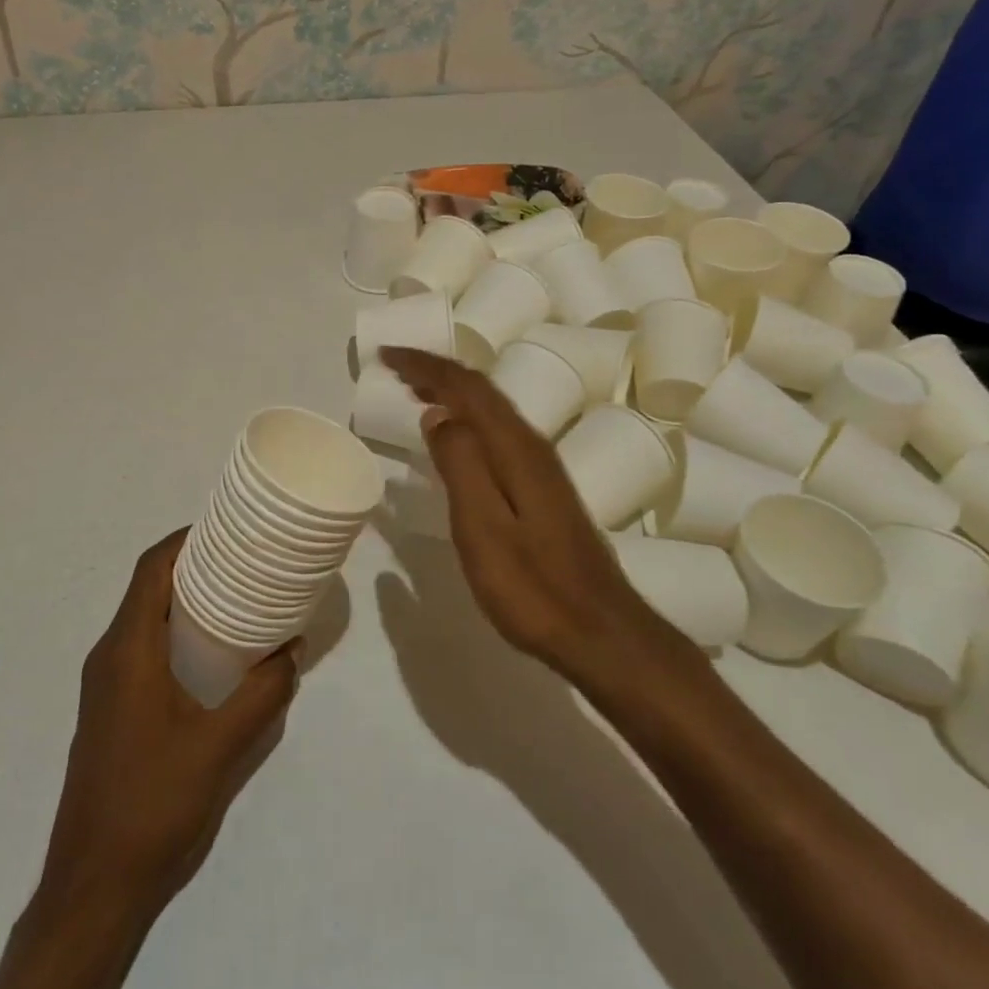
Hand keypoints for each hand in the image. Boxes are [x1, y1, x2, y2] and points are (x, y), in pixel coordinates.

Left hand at [40, 531, 299, 914]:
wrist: (92, 887)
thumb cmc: (153, 803)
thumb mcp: (220, 746)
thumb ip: (262, 694)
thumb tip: (290, 652)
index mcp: (127, 650)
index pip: (150, 569)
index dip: (184, 540)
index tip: (226, 530)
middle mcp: (110, 656)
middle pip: (147, 588)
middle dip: (192, 566)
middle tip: (243, 562)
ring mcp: (105, 686)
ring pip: (144, 619)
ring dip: (184, 600)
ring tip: (236, 599)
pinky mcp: (111, 710)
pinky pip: (142, 648)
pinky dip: (175, 632)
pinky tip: (212, 655)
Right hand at [381, 347, 670, 677]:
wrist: (601, 633)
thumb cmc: (534, 587)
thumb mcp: (483, 528)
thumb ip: (460, 465)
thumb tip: (439, 413)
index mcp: (515, 448)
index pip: (466, 388)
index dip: (426, 366)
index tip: (386, 356)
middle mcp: (531, 445)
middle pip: (481, 391)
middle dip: (437, 372)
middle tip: (394, 367)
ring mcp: (542, 466)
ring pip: (490, 410)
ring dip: (452, 392)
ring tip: (416, 390)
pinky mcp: (543, 488)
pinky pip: (497, 431)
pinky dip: (468, 418)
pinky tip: (456, 435)